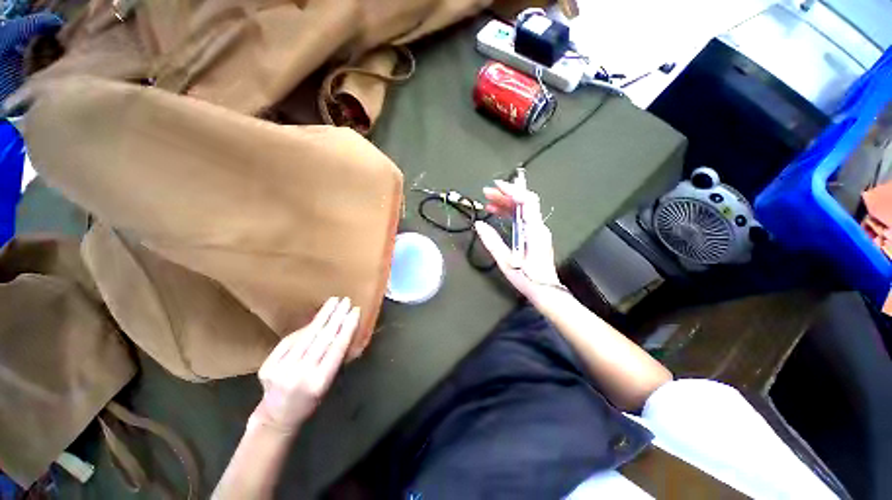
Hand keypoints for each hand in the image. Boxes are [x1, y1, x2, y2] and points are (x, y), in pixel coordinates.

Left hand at [252, 297, 359, 432]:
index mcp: (319, 382)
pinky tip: (314, 319)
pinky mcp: (267, 366)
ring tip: (333, 302)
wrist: (276, 418)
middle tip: (346, 300)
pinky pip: (289, 341)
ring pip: (306, 336)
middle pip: (322, 339)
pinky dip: (303, 329)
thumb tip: (341, 330)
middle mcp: (300, 374)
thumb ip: (334, 358)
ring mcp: (281, 370)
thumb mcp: (328, 383)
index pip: (337, 348)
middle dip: (336, 317)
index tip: (355, 311)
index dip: (347, 327)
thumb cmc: (309, 401)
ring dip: (322, 317)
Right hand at [476, 179, 562, 300]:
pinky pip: (522, 219)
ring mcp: (538, 231)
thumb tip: (479, 224)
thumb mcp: (506, 260)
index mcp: (533, 230)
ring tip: (488, 203)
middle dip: (505, 195)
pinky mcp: (535, 236)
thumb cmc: (527, 277)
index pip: (526, 200)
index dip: (512, 190)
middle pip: (524, 202)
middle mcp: (538, 226)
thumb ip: (492, 241)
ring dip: (506, 204)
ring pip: (523, 210)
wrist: (545, 291)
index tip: (496, 186)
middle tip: (486, 193)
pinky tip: (497, 214)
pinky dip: (510, 214)